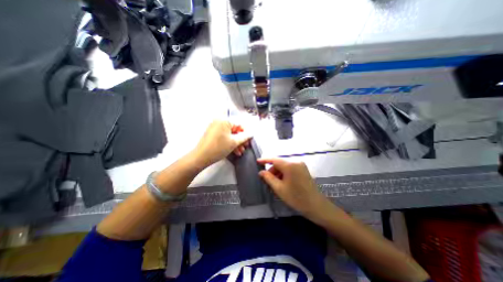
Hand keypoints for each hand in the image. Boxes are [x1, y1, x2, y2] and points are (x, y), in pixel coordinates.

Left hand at [191, 120, 250, 167]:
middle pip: (235, 129)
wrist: (201, 157)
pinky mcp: (213, 134)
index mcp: (224, 120)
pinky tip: (234, 151)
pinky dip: (230, 143)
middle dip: (241, 139)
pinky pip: (224, 136)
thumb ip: (244, 137)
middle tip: (245, 146)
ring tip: (240, 151)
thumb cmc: (218, 148)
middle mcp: (219, 121)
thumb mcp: (234, 142)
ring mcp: (215, 128)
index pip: (240, 123)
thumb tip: (251, 133)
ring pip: (230, 134)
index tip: (249, 140)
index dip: (246, 132)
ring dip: (236, 143)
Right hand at [257, 159, 327, 215]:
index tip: (257, 161)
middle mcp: (296, 162)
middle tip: (267, 180)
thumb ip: (269, 178)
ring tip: (275, 183)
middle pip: (280, 163)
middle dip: (272, 170)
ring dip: (278, 173)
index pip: (274, 159)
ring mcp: (301, 165)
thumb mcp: (279, 188)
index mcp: (290, 165)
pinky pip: (290, 168)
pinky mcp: (303, 169)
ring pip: (285, 166)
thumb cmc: (296, 197)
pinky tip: (282, 182)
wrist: (316, 205)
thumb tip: (261, 172)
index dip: (265, 160)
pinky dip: (284, 173)